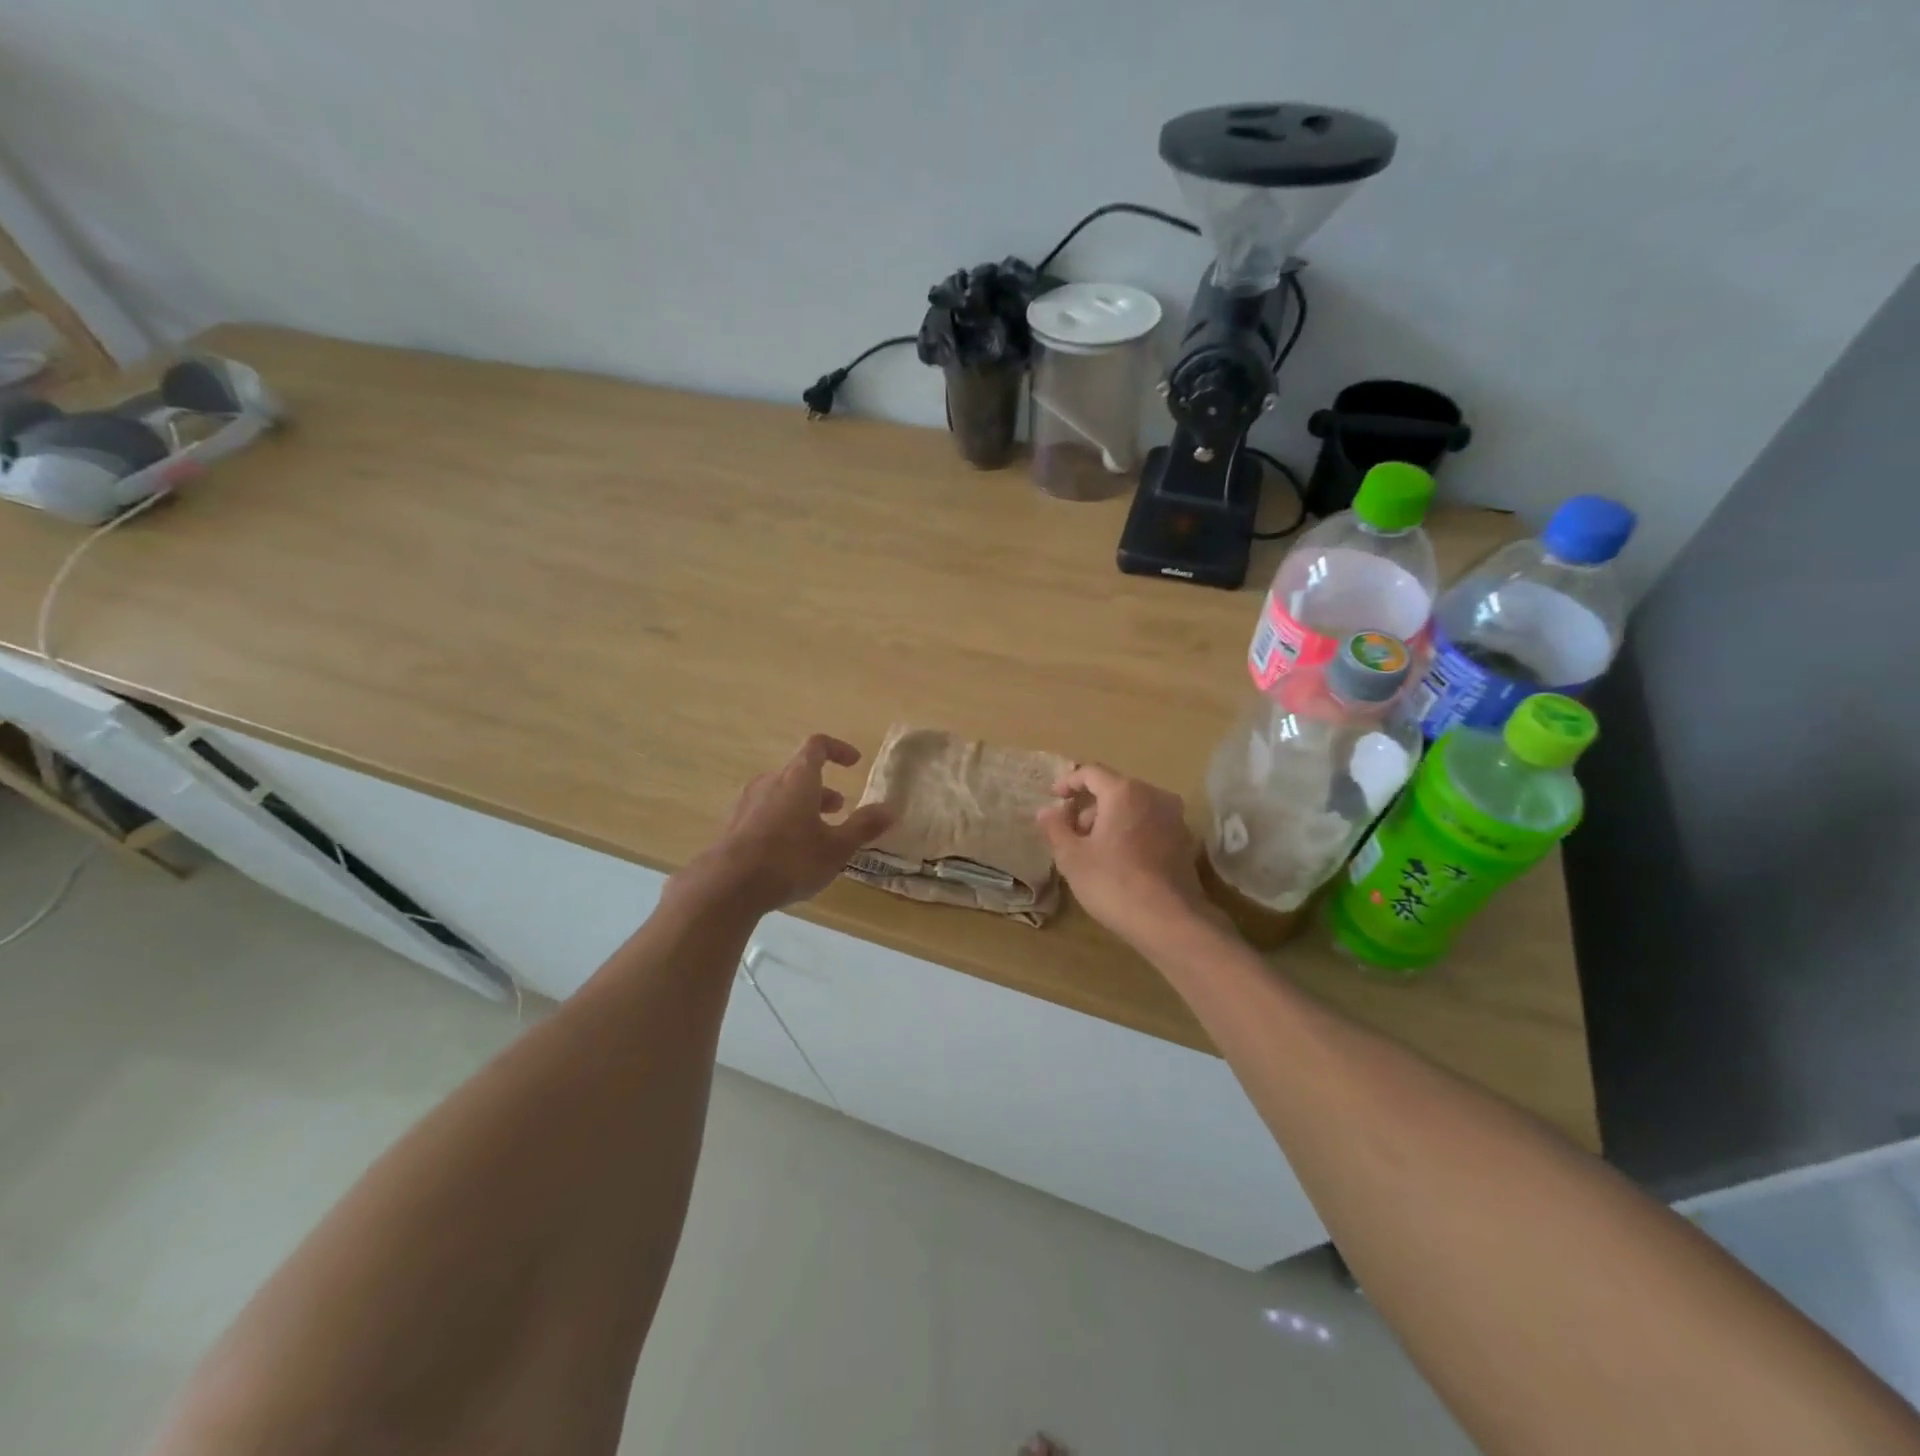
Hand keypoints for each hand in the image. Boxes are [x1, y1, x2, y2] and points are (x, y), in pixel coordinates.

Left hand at [677, 734, 894, 915]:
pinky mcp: (734, 826)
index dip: (838, 749)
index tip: (854, 762)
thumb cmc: (790, 860)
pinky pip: (765, 812)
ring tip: (817, 832)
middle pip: (798, 773)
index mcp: (797, 778)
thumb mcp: (836, 848)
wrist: (727, 886)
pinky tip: (789, 851)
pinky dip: (783, 820)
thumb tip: (890, 809)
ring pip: (781, 794)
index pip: (817, 746)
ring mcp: (748, 803)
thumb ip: (863, 826)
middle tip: (838, 808)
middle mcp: (770, 783)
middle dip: (822, 788)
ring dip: (802, 805)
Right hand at [1036, 764, 1208, 950]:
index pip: (1091, 772)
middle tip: (1071, 831)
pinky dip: (1131, 832)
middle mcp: (1153, 795)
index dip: (1068, 782)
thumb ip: (1055, 828)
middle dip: (1089, 806)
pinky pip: (1150, 824)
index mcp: (1124, 792)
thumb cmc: (1113, 883)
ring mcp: (1174, 818)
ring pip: (1134, 807)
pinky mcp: (1185, 841)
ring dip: (1110, 820)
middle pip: (1114, 789)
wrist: (1169, 921)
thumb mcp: (1072, 857)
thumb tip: (1046, 810)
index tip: (1054, 796)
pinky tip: (1120, 860)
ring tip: (1093, 849)